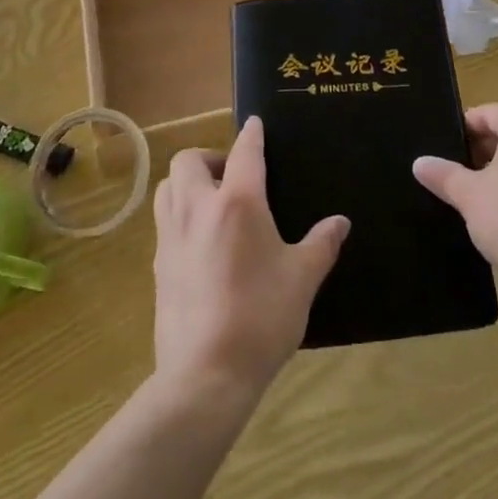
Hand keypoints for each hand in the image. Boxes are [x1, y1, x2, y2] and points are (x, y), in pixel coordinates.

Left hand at [152, 117, 348, 397]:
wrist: (206, 374)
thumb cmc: (261, 317)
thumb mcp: (302, 279)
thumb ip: (321, 244)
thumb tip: (340, 222)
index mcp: (237, 203)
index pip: (244, 152)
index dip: (252, 134)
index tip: (255, 123)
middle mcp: (197, 209)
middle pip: (189, 161)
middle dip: (210, 157)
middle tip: (233, 175)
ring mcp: (171, 237)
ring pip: (167, 188)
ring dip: (188, 183)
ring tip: (213, 202)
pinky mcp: (157, 265)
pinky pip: (163, 222)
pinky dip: (179, 215)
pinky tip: (201, 241)